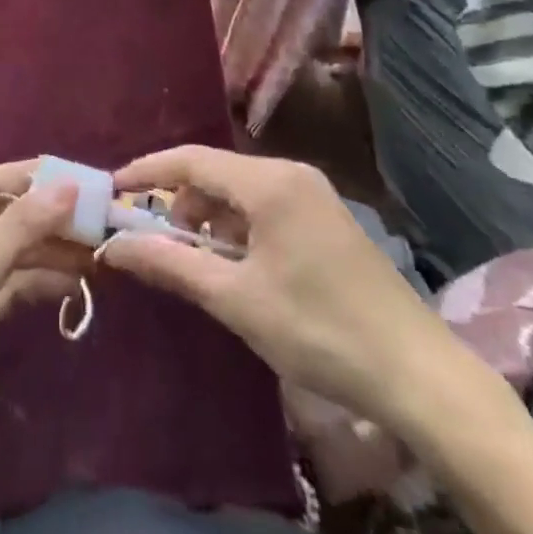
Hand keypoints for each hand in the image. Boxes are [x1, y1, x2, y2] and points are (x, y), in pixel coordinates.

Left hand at [0, 161, 87, 446]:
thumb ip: (22, 226)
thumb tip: (68, 184)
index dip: (32, 175)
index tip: (80, 177)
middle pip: (7, 215)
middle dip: (49, 217)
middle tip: (99, 221)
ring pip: (15, 251)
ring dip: (51, 251)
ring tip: (97, 255)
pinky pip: (14, 284)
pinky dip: (41, 282)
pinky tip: (74, 286)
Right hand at [100, 145, 485, 439]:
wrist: (419, 374)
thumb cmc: (319, 330)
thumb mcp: (237, 300)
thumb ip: (172, 265)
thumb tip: (115, 247)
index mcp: (270, 182)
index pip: (191, 159)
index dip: (147, 171)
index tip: (113, 189)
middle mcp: (291, 172)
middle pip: (216, 173)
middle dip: (179, 202)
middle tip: (154, 240)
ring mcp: (313, 193)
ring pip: (241, 190)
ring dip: (209, 218)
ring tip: (194, 262)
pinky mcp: (326, 217)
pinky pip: (265, 205)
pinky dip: (238, 227)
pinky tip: (236, 266)